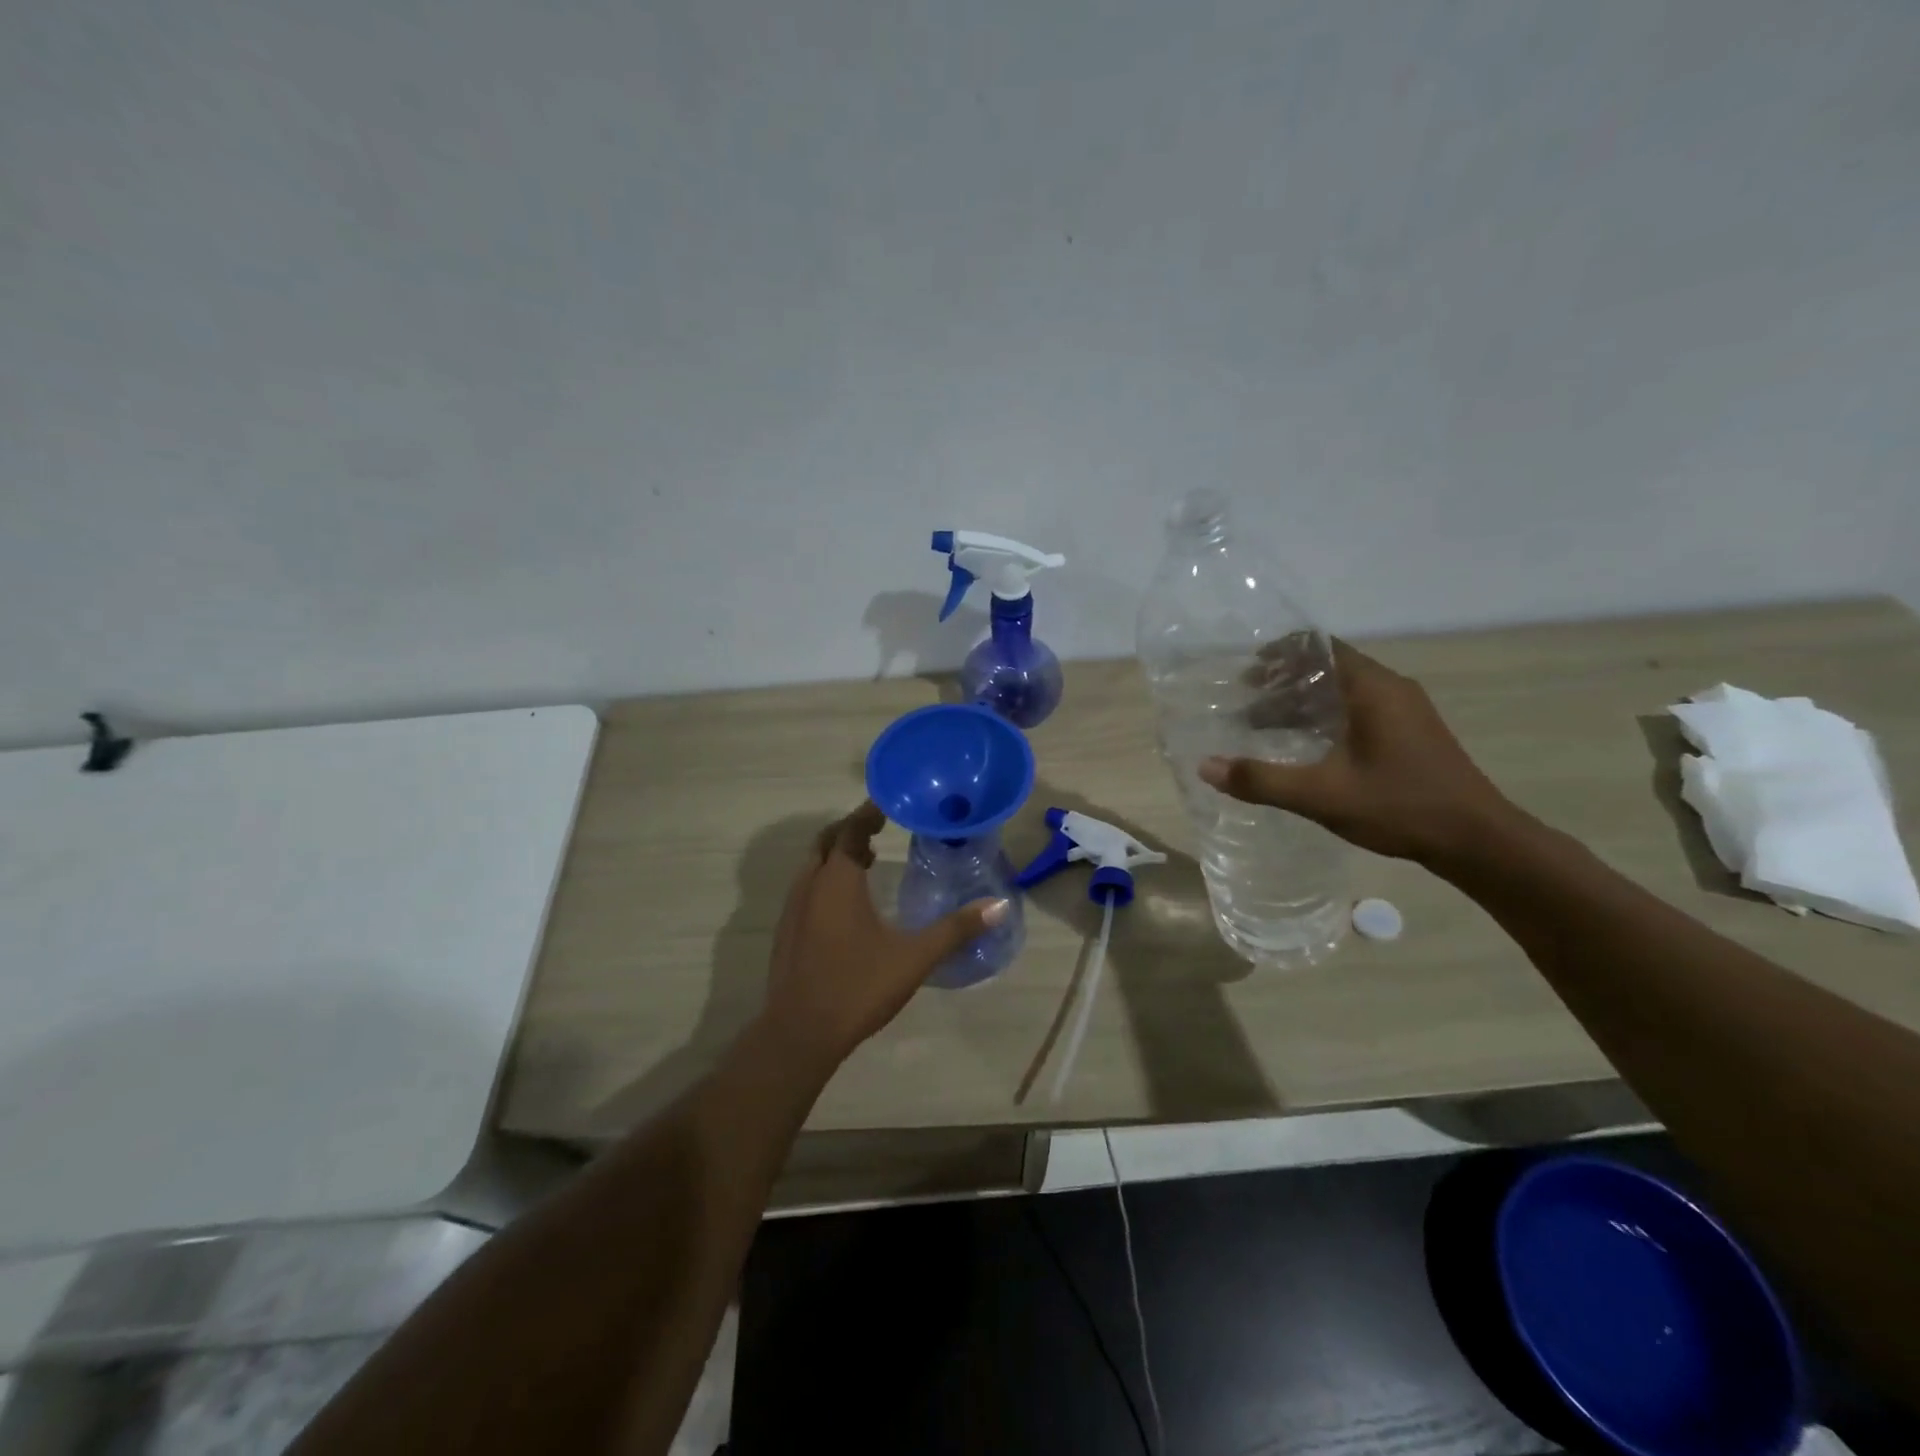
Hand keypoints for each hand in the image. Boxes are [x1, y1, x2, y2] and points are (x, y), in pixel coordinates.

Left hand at [760, 801, 1008, 1067]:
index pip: (849, 829)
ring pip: (813, 866)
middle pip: (826, 841)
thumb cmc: (858, 986)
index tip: (888, 804)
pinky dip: (826, 879)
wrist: (799, 1034)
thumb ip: (956, 929)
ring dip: (836, 855)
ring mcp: (792, 910)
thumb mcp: (914, 957)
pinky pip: (806, 889)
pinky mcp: (787, 932)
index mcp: (836, 881)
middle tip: (879, 829)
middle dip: (850, 830)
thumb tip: (999, 905)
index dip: (867, 813)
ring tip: (867, 860)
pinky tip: (848, 904)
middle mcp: (809, 886)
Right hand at [1198, 640, 1518, 866]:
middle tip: (1245, 699)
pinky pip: (1357, 709)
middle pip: (1328, 667)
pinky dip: (1324, 717)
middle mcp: (1390, 689)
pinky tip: (1305, 746)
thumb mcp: (1321, 795)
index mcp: (1372, 689)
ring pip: (1343, 690)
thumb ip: (1261, 779)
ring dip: (1302, 701)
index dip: (1279, 653)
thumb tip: (1205, 767)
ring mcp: (1405, 711)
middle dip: (1283, 680)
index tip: (1246, 671)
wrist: (1477, 841)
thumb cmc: (1399, 806)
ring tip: (1264, 724)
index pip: (1319, 647)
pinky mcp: (1411, 733)